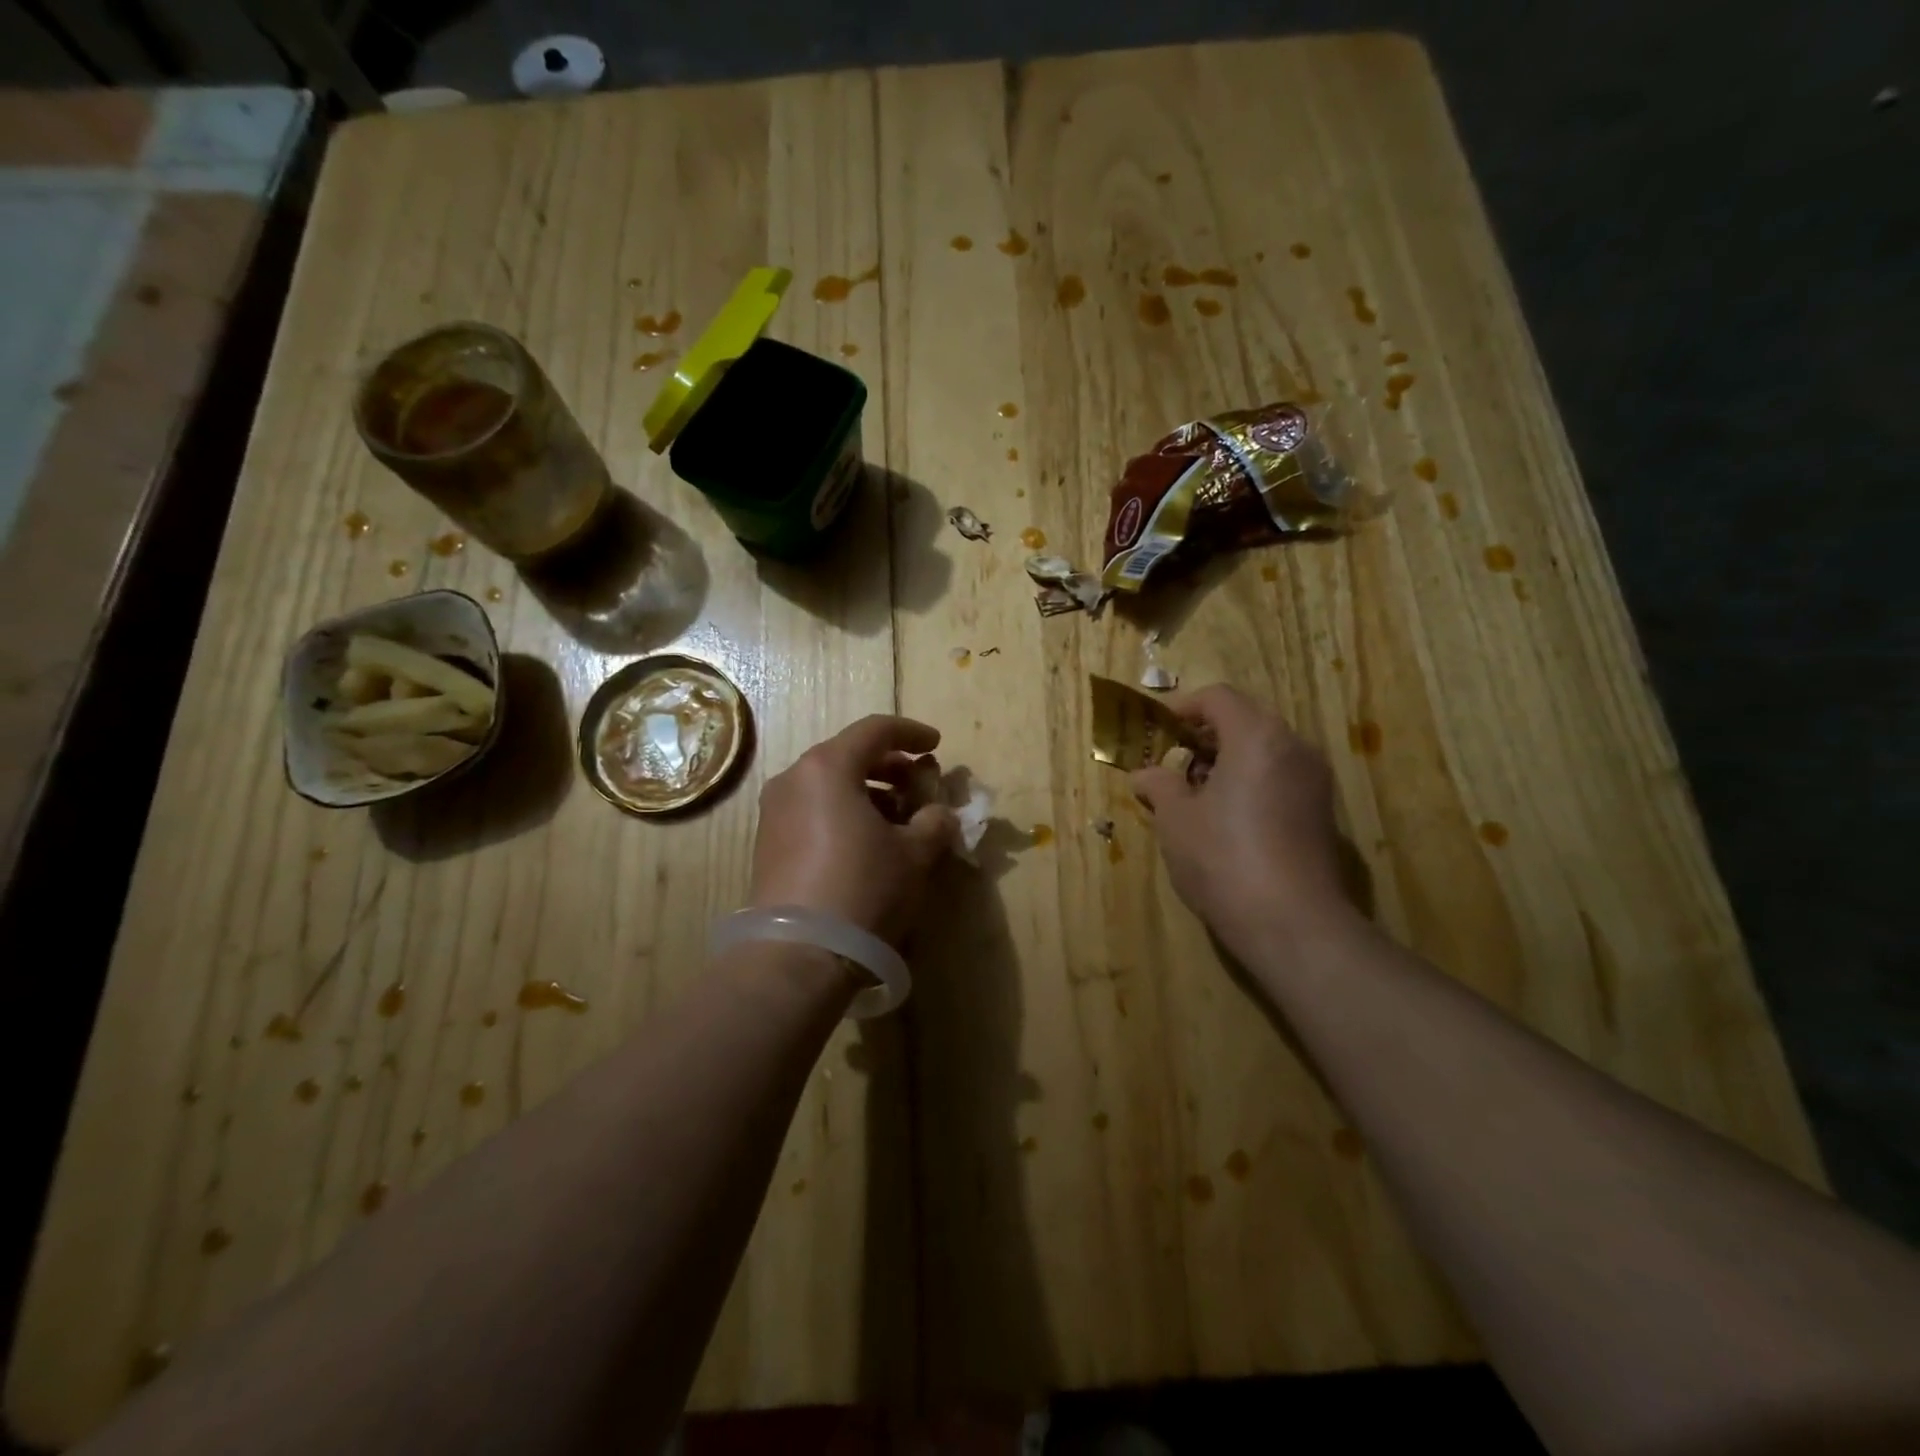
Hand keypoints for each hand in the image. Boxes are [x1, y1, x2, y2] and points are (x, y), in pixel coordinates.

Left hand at [748, 715, 958, 945]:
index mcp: (828, 767)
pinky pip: (812, 810)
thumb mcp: (914, 854)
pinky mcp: (768, 843)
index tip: (936, 745)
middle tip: (919, 786)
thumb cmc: (864, 887)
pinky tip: (867, 843)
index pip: (874, 730)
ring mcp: (775, 811)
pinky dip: (843, 813)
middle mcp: (794, 779)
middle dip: (890, 766)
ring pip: (829, 784)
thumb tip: (939, 814)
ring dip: (868, 792)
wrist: (799, 953)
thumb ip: (934, 822)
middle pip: (848, 754)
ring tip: (899, 820)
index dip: (911, 733)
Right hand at [1130, 685, 1350, 954]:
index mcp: (1257, 737)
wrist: (1292, 923)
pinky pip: (1280, 776)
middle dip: (1205, 735)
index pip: (1219, 698)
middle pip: (1246, 719)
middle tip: (1173, 761)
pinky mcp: (1321, 811)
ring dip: (1228, 758)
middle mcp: (1294, 747)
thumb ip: (1159, 785)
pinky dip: (1251, 780)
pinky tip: (1227, 816)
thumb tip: (1145, 774)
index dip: (1183, 706)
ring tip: (1195, 792)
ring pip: (1265, 749)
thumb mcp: (1176, 820)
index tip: (1158, 729)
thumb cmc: (1223, 859)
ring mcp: (1314, 780)